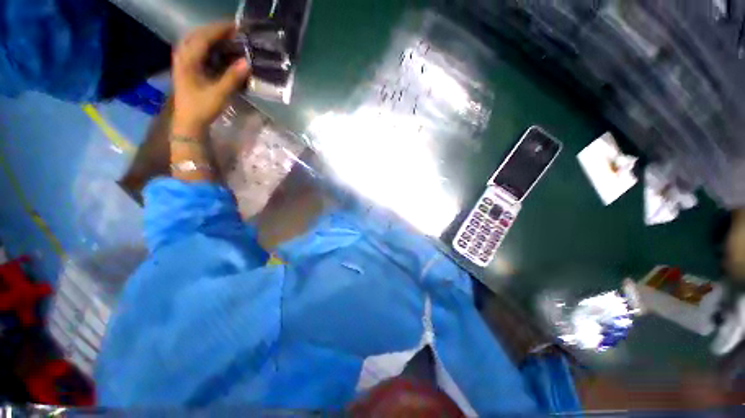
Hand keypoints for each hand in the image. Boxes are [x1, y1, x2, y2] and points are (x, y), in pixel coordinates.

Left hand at [172, 21, 249, 136]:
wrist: (189, 122)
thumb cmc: (202, 108)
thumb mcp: (219, 94)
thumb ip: (232, 77)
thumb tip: (248, 63)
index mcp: (188, 60)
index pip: (203, 37)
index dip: (220, 30)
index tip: (236, 26)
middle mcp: (182, 56)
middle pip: (196, 34)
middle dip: (214, 30)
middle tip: (233, 31)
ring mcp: (182, 61)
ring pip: (194, 40)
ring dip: (209, 36)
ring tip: (225, 37)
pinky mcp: (186, 68)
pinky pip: (194, 49)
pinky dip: (206, 45)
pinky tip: (215, 49)